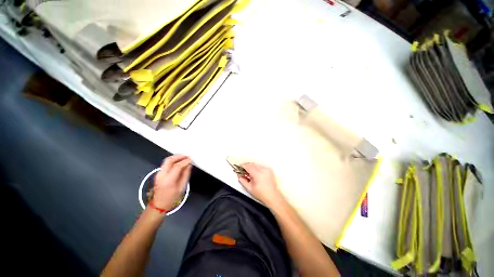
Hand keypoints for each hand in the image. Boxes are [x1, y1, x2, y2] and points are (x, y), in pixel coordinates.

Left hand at [152, 155, 190, 210]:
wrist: (158, 205)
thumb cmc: (171, 198)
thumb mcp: (181, 187)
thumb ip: (185, 175)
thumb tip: (188, 166)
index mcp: (168, 180)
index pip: (177, 166)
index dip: (185, 161)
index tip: (190, 160)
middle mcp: (161, 175)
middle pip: (169, 160)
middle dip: (179, 157)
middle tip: (187, 157)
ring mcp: (158, 174)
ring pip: (167, 161)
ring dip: (176, 158)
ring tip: (184, 159)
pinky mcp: (158, 174)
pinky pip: (166, 164)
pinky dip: (173, 161)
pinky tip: (179, 163)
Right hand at [238, 163, 282, 206]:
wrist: (272, 196)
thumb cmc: (261, 194)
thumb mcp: (249, 188)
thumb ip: (242, 181)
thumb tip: (239, 175)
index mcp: (257, 174)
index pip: (248, 166)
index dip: (243, 166)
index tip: (239, 168)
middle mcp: (263, 170)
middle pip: (252, 164)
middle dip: (247, 167)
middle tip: (244, 172)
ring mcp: (267, 169)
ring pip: (256, 165)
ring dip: (252, 167)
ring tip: (251, 175)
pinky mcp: (269, 170)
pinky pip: (261, 166)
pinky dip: (257, 169)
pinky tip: (256, 175)